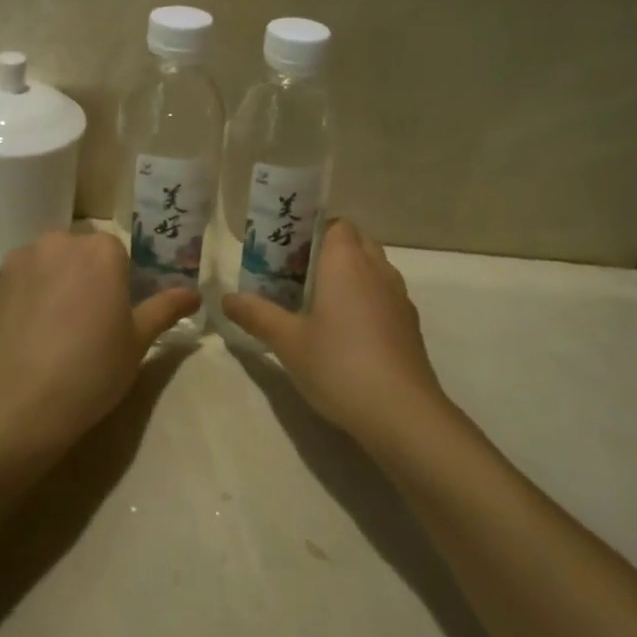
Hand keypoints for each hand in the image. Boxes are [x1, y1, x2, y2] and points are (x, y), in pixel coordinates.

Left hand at [0, 231, 200, 456]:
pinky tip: (28, 339)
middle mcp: (58, 243)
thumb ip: (165, 309)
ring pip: (46, 266)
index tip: (118, 314)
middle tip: (89, 322)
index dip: (121, 284)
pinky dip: (26, 302)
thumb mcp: (137, 342)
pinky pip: (19, 286)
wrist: (15, 405)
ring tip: (54, 330)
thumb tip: (194, 294)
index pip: (119, 254)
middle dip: (85, 277)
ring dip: (53, 284)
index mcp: (101, 250)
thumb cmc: (90, 369)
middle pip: (79, 253)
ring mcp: (19, 262)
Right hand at [223, 219, 445, 447]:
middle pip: (355, 242)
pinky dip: (367, 300)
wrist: (401, 412)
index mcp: (346, 261)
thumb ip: (257, 315)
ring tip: (320, 304)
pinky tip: (348, 333)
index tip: (288, 255)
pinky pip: (384, 295)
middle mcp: (376, 269)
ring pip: (373, 269)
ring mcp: (398, 296)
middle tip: (298, 278)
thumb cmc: (339, 365)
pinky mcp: (410, 324)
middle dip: (329, 252)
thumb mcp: (288, 342)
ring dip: (350, 276)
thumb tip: (227, 298)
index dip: (312, 233)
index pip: (335, 224)